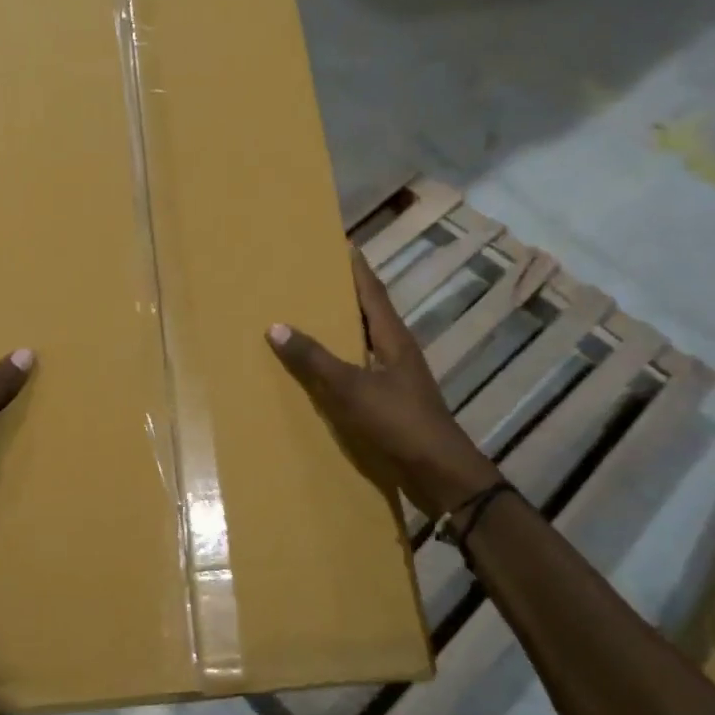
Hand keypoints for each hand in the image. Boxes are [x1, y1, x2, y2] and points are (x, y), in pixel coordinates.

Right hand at [268, 248, 496, 517]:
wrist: (438, 471)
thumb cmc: (399, 422)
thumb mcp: (352, 388)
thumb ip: (315, 359)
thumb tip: (276, 325)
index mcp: (393, 337)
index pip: (371, 291)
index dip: (356, 267)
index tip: (340, 243)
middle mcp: (396, 350)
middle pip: (368, 312)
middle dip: (344, 294)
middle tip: (312, 278)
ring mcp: (396, 377)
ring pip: (364, 341)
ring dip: (341, 328)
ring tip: (309, 317)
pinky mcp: (392, 401)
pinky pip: (360, 369)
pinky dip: (341, 361)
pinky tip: (321, 370)